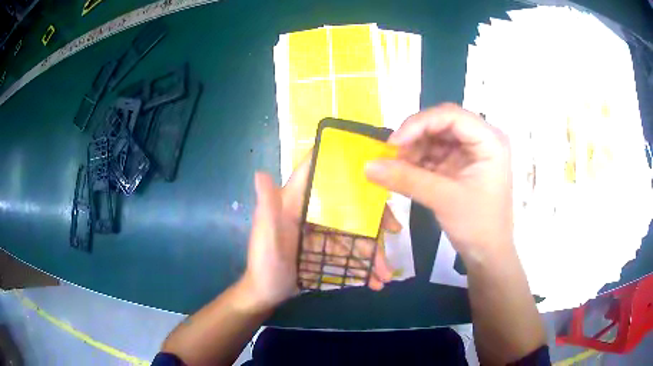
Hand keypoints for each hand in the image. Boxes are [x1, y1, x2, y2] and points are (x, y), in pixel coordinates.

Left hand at [240, 154, 400, 311]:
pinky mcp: (325, 247)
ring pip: (354, 231)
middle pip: (348, 203)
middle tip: (395, 230)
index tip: (372, 167)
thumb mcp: (265, 238)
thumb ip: (266, 207)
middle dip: (374, 216)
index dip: (342, 163)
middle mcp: (310, 210)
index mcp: (294, 200)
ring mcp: (320, 229)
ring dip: (373, 251)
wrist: (265, 294)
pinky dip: (363, 264)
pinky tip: (375, 280)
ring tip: (386, 274)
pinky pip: (350, 250)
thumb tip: (260, 173)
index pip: (318, 171)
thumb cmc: (263, 265)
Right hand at [365, 103, 513, 260]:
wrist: (488, 255)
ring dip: (414, 150)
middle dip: (415, 137)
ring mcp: (471, 152)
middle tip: (392, 155)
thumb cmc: (477, 225)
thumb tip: (367, 165)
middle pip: (442, 124)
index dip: (419, 123)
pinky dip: (418, 161)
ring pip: (436, 138)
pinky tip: (405, 172)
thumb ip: (406, 179)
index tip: (393, 143)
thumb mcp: (443, 199)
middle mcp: (482, 139)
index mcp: (489, 140)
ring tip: (397, 167)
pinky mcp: (461, 165)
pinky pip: (435, 154)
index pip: (451, 115)